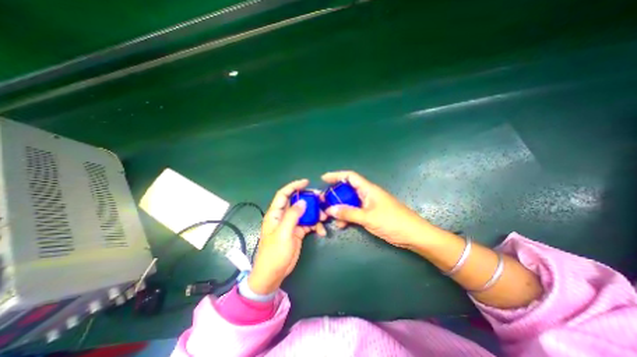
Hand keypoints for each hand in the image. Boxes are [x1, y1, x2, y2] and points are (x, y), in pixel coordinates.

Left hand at [251, 180, 327, 293]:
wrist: (273, 274)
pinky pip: (309, 224)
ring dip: (315, 213)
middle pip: (297, 202)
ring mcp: (292, 224)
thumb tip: (302, 201)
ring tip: (325, 217)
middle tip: (321, 200)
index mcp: (276, 214)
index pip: (283, 194)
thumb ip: (293, 216)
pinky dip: (316, 225)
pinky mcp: (298, 232)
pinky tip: (322, 231)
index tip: (306, 182)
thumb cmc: (274, 253)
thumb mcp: (283, 233)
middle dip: (309, 200)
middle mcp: (284, 216)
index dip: (293, 186)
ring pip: (305, 213)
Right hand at [322, 171, 429, 249]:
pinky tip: (342, 224)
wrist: (414, 235)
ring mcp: (369, 204)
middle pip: (347, 190)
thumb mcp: (368, 217)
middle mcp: (367, 194)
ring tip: (331, 216)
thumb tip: (330, 210)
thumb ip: (348, 213)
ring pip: (350, 202)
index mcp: (368, 189)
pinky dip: (347, 216)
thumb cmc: (392, 222)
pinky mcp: (371, 214)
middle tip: (323, 202)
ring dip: (340, 208)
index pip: (350, 176)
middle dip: (335, 195)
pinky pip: (355, 211)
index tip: (324, 179)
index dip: (336, 175)